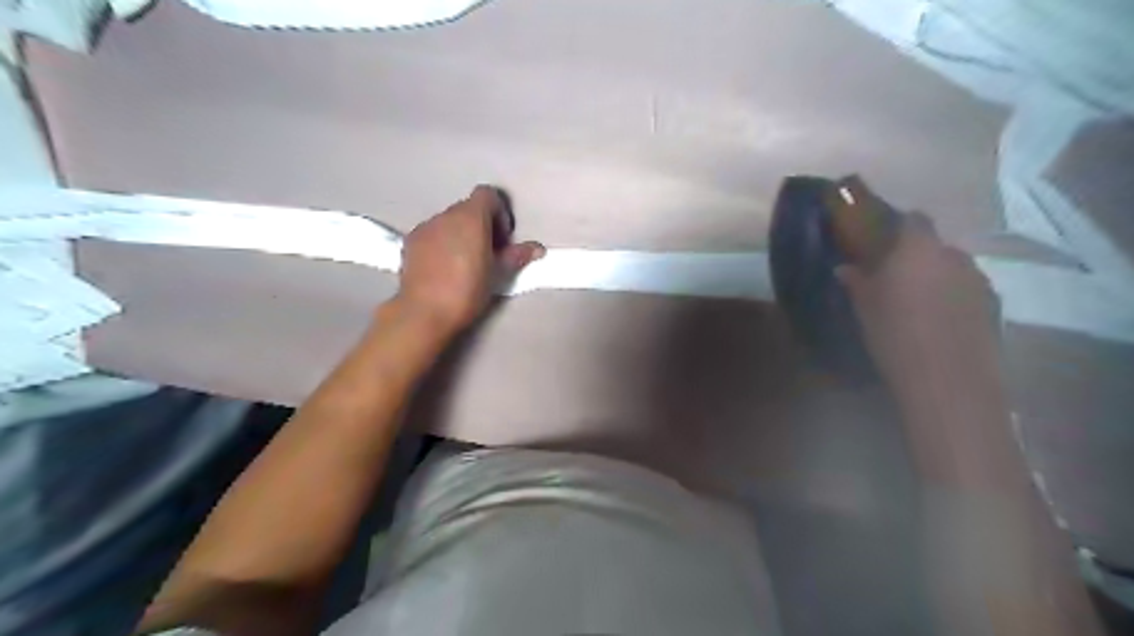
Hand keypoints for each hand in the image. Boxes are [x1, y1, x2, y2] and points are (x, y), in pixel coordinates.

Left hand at [396, 185, 542, 332]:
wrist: (424, 312)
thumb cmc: (467, 291)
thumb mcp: (497, 274)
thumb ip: (517, 256)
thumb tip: (537, 248)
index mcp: (471, 217)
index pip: (488, 195)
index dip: (500, 213)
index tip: (503, 239)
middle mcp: (446, 215)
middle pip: (468, 208)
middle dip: (482, 225)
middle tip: (489, 253)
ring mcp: (425, 227)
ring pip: (449, 221)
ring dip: (461, 234)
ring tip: (465, 262)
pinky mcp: (410, 242)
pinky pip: (433, 234)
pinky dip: (443, 243)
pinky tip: (445, 268)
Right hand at [831, 215, 999, 386]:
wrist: (947, 378)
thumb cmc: (895, 334)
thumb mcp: (864, 307)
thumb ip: (856, 281)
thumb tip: (845, 268)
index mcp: (918, 248)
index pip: (911, 219)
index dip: (895, 226)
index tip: (878, 242)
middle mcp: (953, 254)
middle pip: (933, 245)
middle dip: (914, 255)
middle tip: (892, 277)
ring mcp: (979, 279)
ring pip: (951, 268)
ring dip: (934, 276)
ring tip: (915, 301)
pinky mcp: (994, 304)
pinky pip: (966, 289)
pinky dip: (951, 297)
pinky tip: (937, 320)